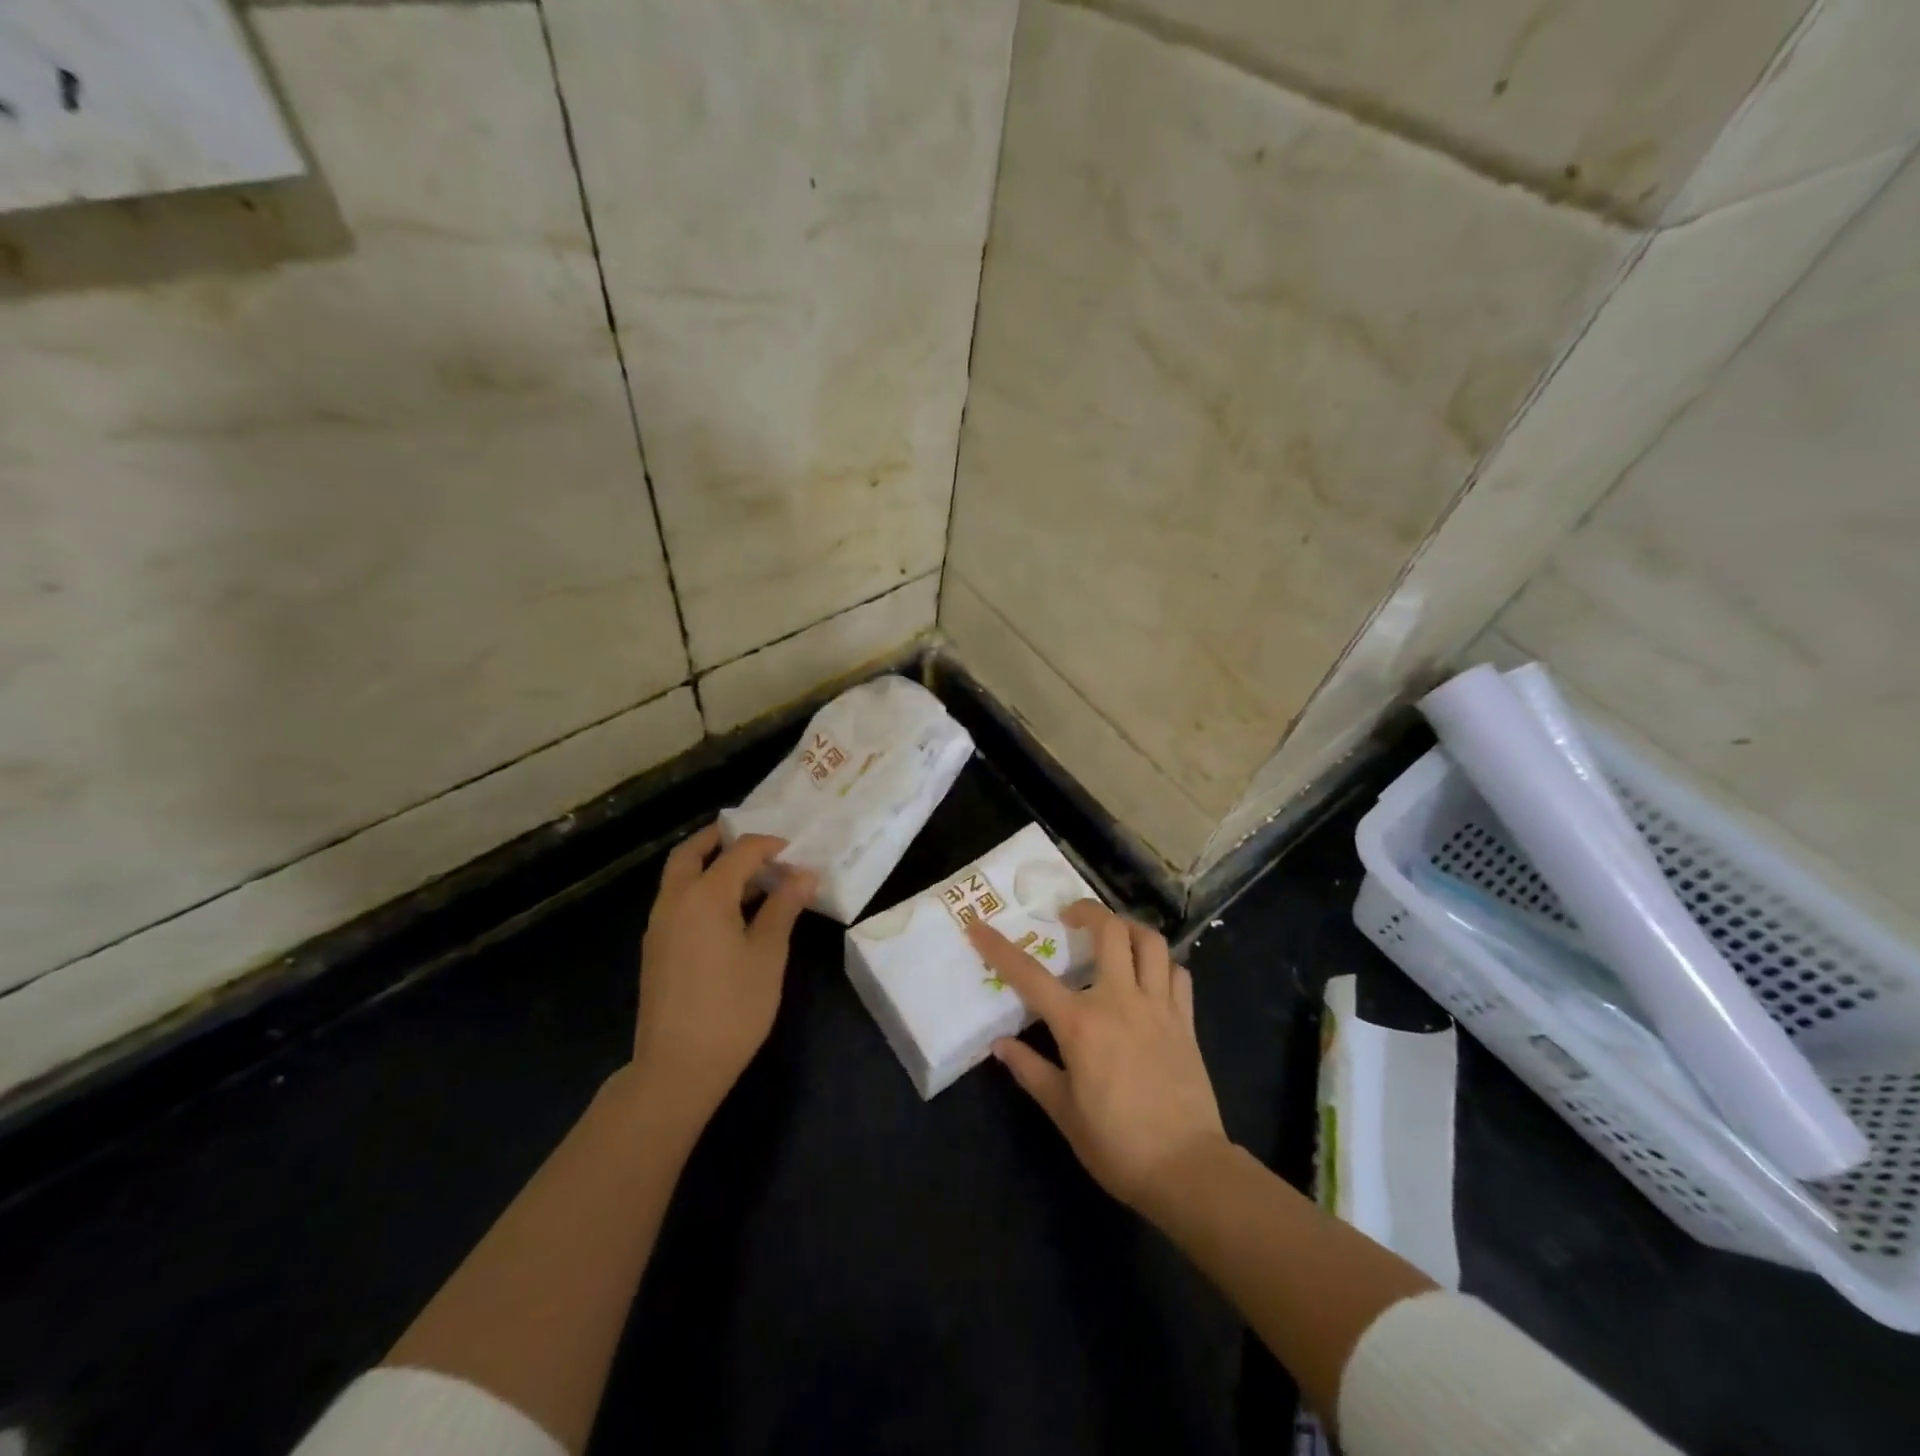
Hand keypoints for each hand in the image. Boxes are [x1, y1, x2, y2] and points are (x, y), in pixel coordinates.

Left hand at [630, 823, 815, 1127]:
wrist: (677, 1066)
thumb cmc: (732, 1007)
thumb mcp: (768, 954)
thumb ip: (784, 907)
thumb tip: (804, 874)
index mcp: (704, 895)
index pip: (739, 852)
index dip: (769, 846)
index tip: (795, 850)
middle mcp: (675, 900)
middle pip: (691, 852)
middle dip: (720, 839)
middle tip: (755, 842)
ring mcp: (659, 925)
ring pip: (680, 877)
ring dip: (710, 865)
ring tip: (752, 877)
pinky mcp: (656, 948)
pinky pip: (678, 900)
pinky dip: (701, 890)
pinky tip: (731, 912)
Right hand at [968, 901, 1226, 1214]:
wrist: (1186, 1169)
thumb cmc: (1116, 1144)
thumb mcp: (1063, 1111)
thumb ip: (1030, 1070)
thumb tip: (1000, 1045)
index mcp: (1080, 1023)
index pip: (1030, 975)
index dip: (999, 948)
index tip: (978, 927)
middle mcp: (1120, 1001)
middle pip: (1109, 931)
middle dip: (1086, 911)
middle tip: (1069, 918)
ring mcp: (1158, 1007)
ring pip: (1150, 942)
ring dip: (1129, 929)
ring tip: (1114, 937)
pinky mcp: (1186, 1021)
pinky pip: (1178, 974)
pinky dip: (1162, 964)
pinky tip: (1150, 976)